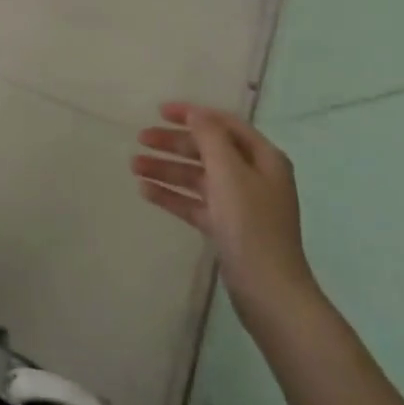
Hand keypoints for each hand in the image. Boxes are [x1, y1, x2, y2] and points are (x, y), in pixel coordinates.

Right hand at [133, 102, 318, 323]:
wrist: (269, 293)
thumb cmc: (251, 225)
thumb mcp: (229, 172)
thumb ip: (210, 137)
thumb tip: (195, 113)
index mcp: (263, 158)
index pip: (224, 124)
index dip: (192, 114)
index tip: (159, 111)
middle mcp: (253, 176)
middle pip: (208, 150)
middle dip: (174, 144)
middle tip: (140, 139)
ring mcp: (240, 204)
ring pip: (197, 177)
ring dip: (167, 169)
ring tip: (134, 166)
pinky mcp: (226, 228)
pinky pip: (194, 203)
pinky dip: (172, 195)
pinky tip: (145, 191)